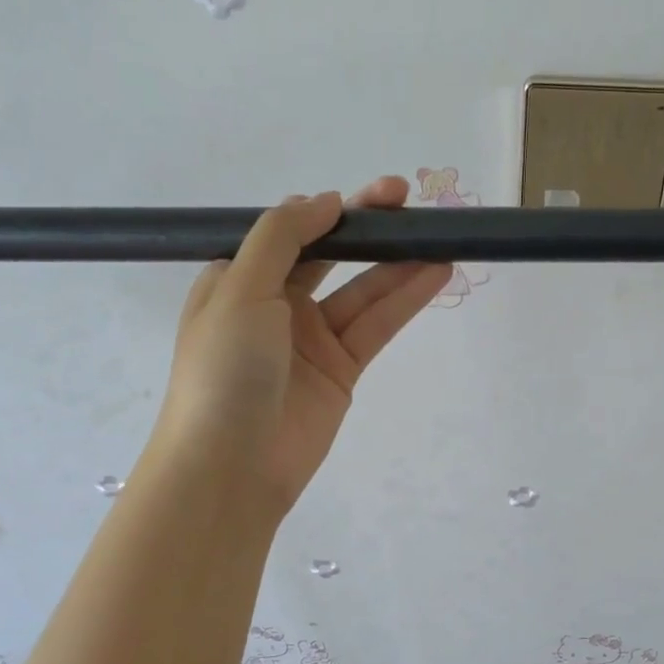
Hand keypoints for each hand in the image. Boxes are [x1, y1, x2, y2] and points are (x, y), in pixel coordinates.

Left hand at [152, 177, 450, 520]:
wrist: (231, 466)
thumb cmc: (224, 370)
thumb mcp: (240, 289)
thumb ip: (282, 238)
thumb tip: (325, 200)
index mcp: (240, 280)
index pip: (290, 233)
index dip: (329, 211)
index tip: (369, 197)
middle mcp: (276, 305)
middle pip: (330, 256)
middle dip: (368, 229)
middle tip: (407, 201)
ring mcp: (312, 340)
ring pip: (362, 291)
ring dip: (398, 264)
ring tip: (439, 237)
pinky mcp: (342, 371)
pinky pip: (376, 327)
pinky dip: (405, 300)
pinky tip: (434, 275)